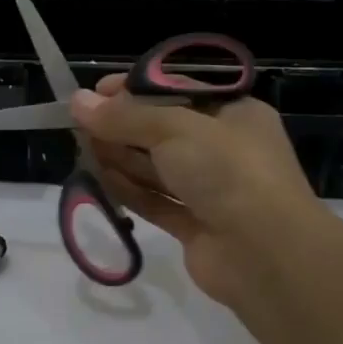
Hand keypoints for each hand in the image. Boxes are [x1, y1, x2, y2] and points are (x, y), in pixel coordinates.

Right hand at [72, 76, 342, 343]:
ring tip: (81, 149)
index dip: (135, 89)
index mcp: (234, 114)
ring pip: (157, 167)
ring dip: (121, 157)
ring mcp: (211, 190)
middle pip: (162, 130)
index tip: (96, 92)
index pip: (178, 91)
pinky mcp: (196, 225)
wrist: (266, 254)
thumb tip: (76, 101)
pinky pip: (156, 201)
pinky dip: (129, 190)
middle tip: (80, 124)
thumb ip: (122, 117)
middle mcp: (224, 149)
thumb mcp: (173, 129)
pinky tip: (98, 180)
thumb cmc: (227, 170)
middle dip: (122, 125)